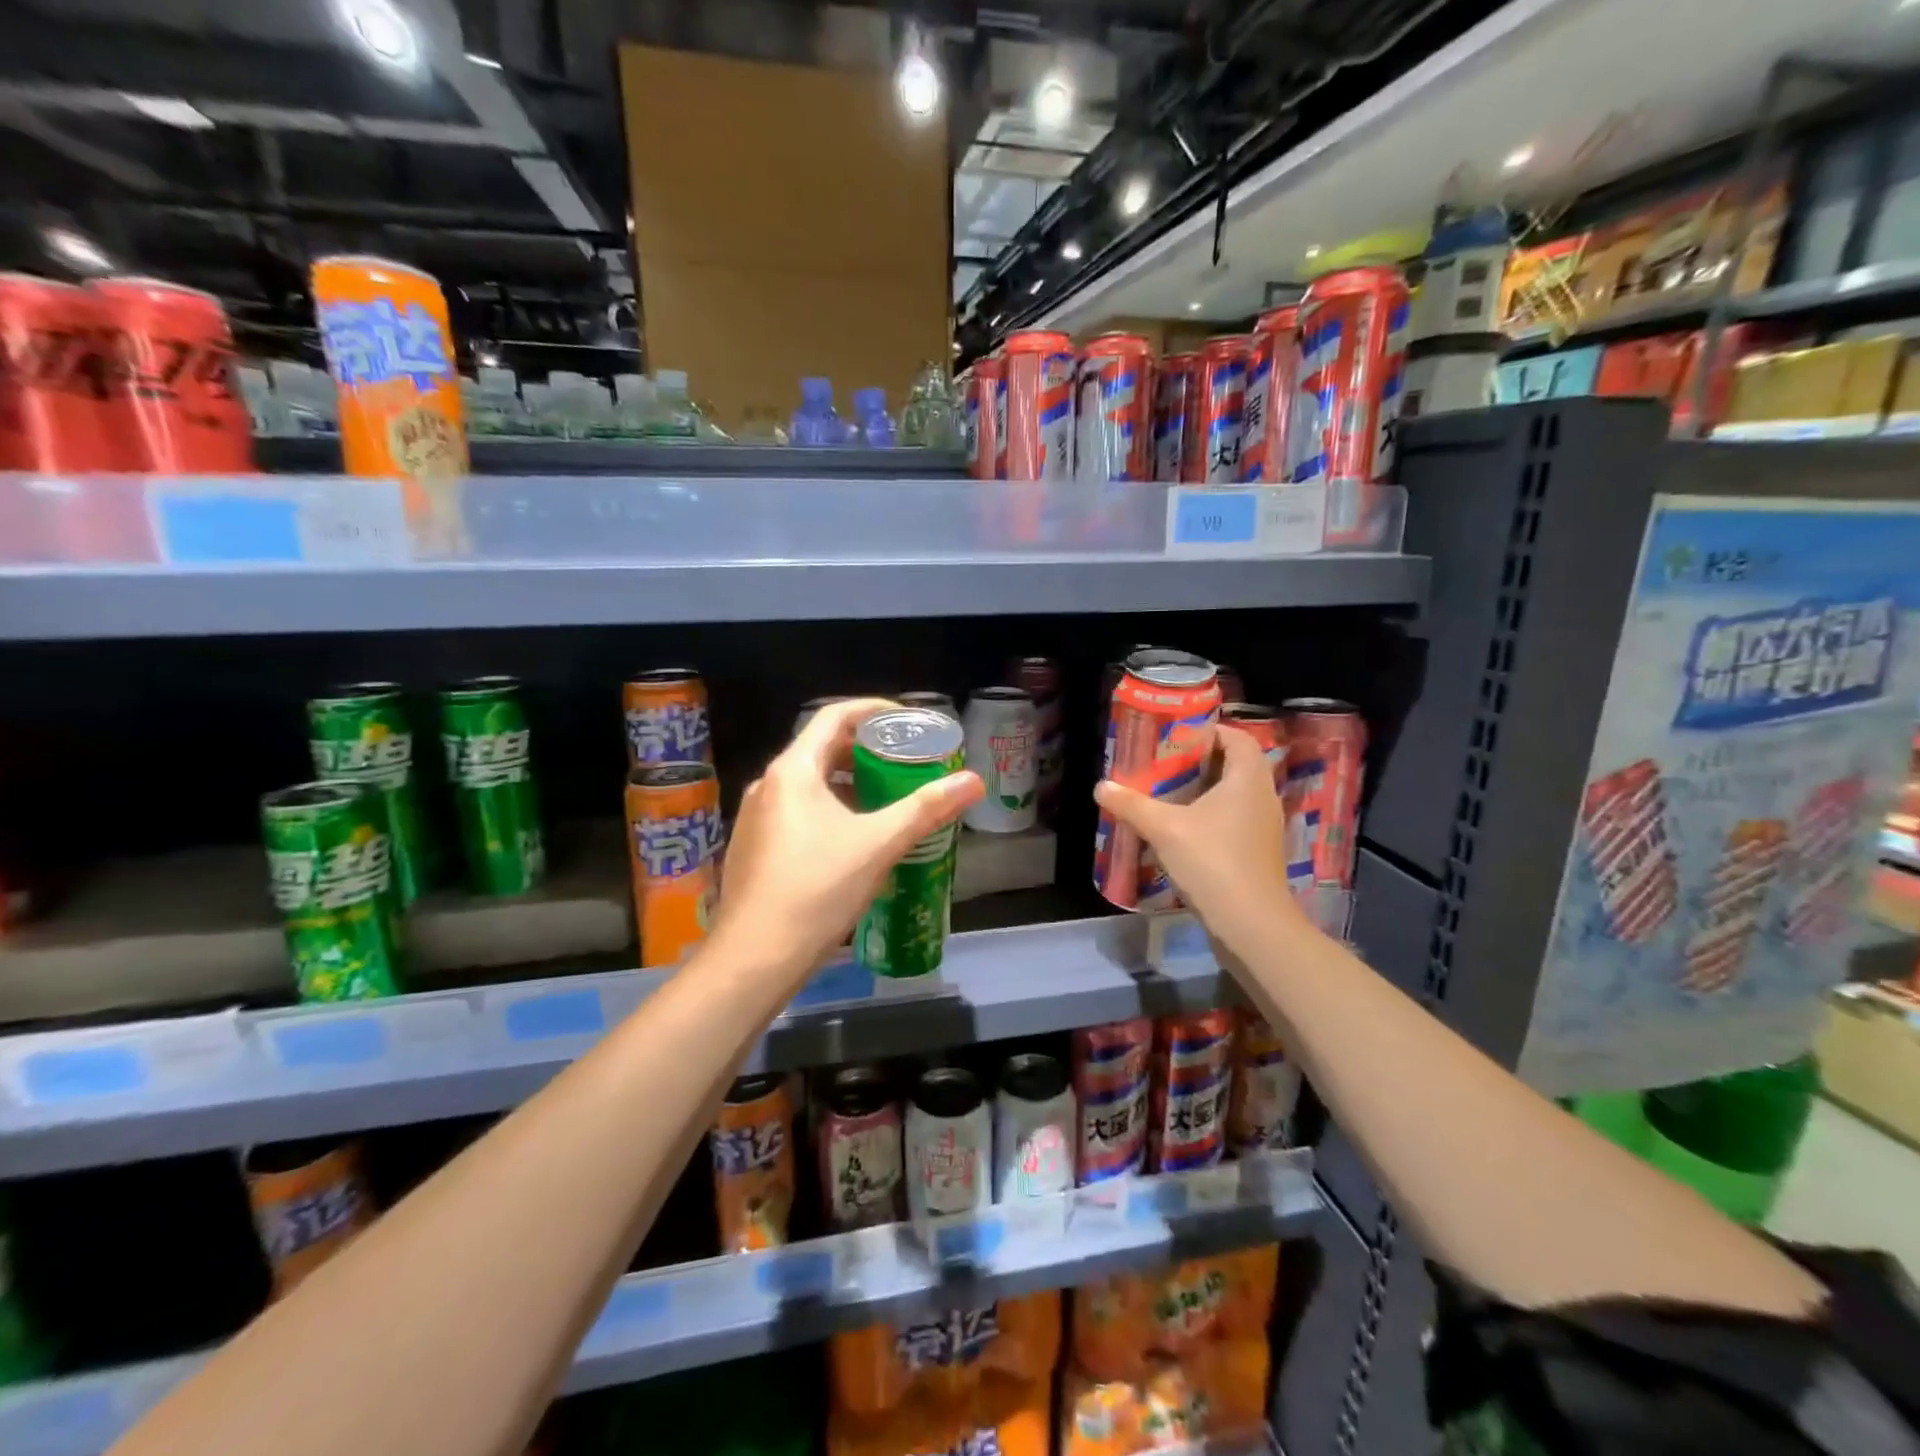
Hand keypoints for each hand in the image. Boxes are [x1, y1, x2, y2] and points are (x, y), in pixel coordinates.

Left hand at [710, 697, 982, 982]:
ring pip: (810, 783)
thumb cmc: (817, 889)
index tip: (909, 722)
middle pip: (822, 748)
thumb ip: (926, 808)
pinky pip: (798, 810)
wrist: (755, 957)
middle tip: (907, 762)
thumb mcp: (879, 844)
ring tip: (888, 798)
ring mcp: (756, 817)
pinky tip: (855, 838)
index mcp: (793, 771)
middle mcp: (769, 784)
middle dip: (867, 751)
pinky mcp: (755, 846)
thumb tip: (973, 781)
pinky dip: (830, 808)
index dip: (874, 710)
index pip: (834, 716)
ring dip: (850, 782)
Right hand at [1093, 725, 1306, 954]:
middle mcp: (1262, 797)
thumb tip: (1101, 786)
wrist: (1250, 924)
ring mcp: (1263, 828)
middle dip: (1203, 760)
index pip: (1239, 738)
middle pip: (1237, 765)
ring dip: (1206, 790)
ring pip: (1236, 796)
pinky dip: (1211, 816)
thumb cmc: (1213, 862)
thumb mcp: (1164, 829)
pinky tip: (1182, 829)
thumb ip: (1132, 805)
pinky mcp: (1258, 853)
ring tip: (1168, 793)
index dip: (1213, 731)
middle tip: (1166, 761)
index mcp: (1248, 779)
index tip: (1180, 734)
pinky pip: (1235, 820)